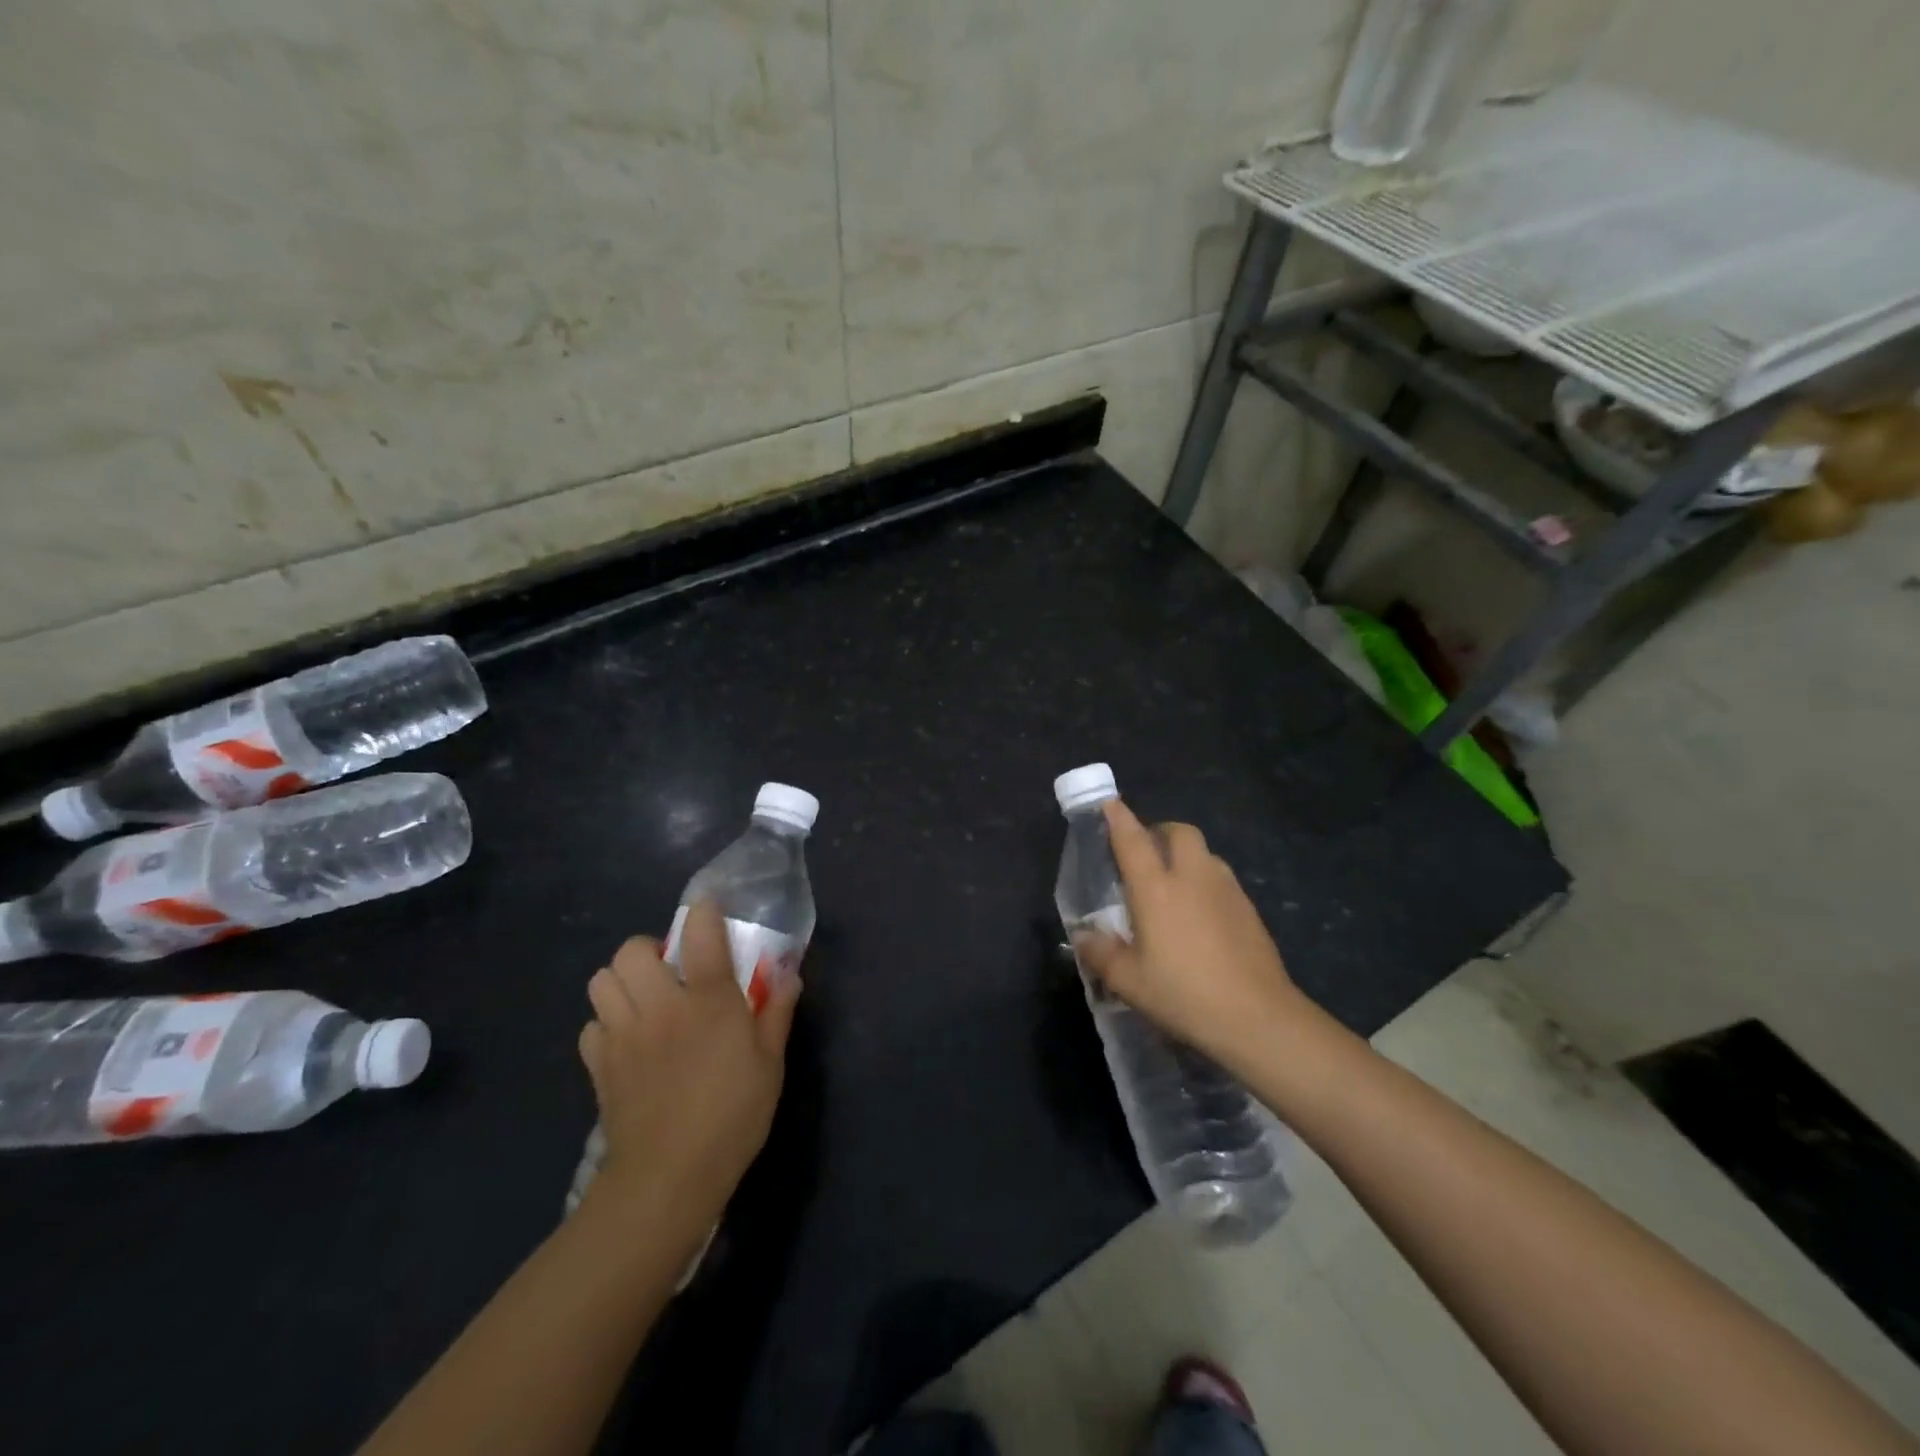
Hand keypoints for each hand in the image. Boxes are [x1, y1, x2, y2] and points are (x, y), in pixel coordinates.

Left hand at [577, 901, 799, 1229]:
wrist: (668, 1179)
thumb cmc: (732, 1117)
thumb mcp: (770, 1064)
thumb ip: (776, 1012)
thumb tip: (787, 973)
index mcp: (708, 1001)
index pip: (700, 933)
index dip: (702, 911)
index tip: (708, 910)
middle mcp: (660, 1006)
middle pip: (632, 951)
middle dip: (649, 951)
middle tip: (671, 973)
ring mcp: (623, 1035)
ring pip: (601, 981)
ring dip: (622, 982)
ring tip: (645, 1001)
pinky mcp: (599, 1066)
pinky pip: (590, 1025)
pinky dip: (606, 1024)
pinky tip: (628, 1041)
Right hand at [1073, 797, 1303, 1067]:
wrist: (1257, 1018)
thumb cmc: (1184, 994)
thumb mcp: (1129, 982)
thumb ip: (1101, 953)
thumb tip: (1082, 936)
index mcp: (1156, 889)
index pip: (1133, 840)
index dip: (1118, 818)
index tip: (1109, 803)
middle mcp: (1192, 877)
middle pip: (1179, 831)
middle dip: (1160, 831)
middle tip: (1145, 852)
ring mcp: (1226, 890)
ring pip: (1205, 852)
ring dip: (1186, 855)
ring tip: (1174, 883)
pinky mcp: (1248, 909)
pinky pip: (1222, 878)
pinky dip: (1206, 880)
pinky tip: (1201, 913)